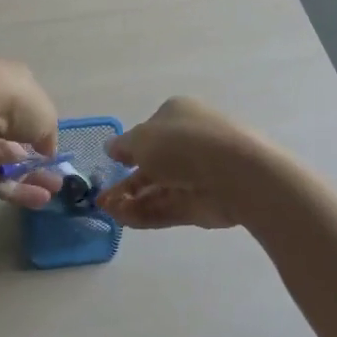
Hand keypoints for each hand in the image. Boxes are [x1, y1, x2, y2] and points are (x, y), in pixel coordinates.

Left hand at [0, 59, 64, 210]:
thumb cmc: (16, 101)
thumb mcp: (47, 116)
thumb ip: (48, 136)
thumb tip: (46, 152)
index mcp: (9, 86)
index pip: (25, 112)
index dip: (40, 133)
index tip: (53, 152)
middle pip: (14, 141)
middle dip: (36, 162)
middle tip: (56, 181)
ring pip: (4, 162)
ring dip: (28, 179)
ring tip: (51, 194)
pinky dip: (14, 189)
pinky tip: (38, 200)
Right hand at [96, 97, 267, 228]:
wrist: (235, 173)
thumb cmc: (182, 144)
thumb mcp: (142, 138)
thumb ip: (123, 146)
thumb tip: (112, 148)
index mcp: (178, 116)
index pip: (150, 132)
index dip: (129, 148)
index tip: (111, 163)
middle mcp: (188, 143)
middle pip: (152, 164)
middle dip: (125, 182)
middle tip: (102, 198)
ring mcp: (196, 175)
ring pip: (157, 189)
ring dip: (130, 200)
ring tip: (107, 211)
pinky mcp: (201, 204)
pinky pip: (167, 208)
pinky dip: (144, 214)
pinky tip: (123, 220)